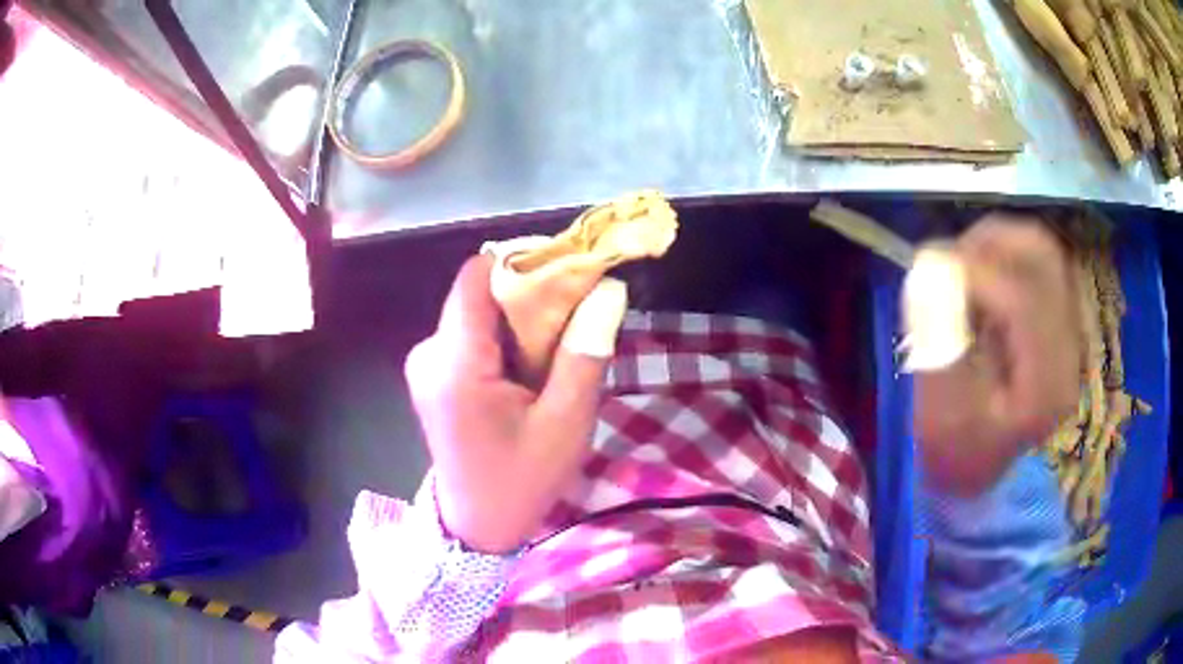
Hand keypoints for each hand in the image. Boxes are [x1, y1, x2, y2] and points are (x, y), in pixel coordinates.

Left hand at [404, 255, 616, 552]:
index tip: (569, 270)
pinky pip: (470, 335)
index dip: (524, 261)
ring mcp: (426, 363)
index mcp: (456, 364)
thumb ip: (585, 352)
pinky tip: (528, 369)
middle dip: (529, 294)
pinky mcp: (432, 375)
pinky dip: (504, 338)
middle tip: (576, 314)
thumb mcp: (565, 424)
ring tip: (556, 348)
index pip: (478, 276)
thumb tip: (608, 290)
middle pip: (479, 292)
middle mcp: (430, 353)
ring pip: (477, 312)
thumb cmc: (522, 481)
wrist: (477, 527)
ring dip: (519, 319)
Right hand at [915, 213, 1080, 493]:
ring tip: (964, 261)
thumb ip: (941, 342)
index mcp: (1044, 390)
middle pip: (1044, 259)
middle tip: (950, 256)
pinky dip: (1006, 254)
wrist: (985, 468)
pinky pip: (1039, 263)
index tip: (932, 267)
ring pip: (1043, 252)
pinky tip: (982, 276)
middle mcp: (1068, 354)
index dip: (977, 273)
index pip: (1024, 302)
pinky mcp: (1060, 320)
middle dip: (992, 243)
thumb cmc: (958, 453)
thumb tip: (933, 268)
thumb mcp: (941, 414)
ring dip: (999, 243)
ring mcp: (1069, 334)